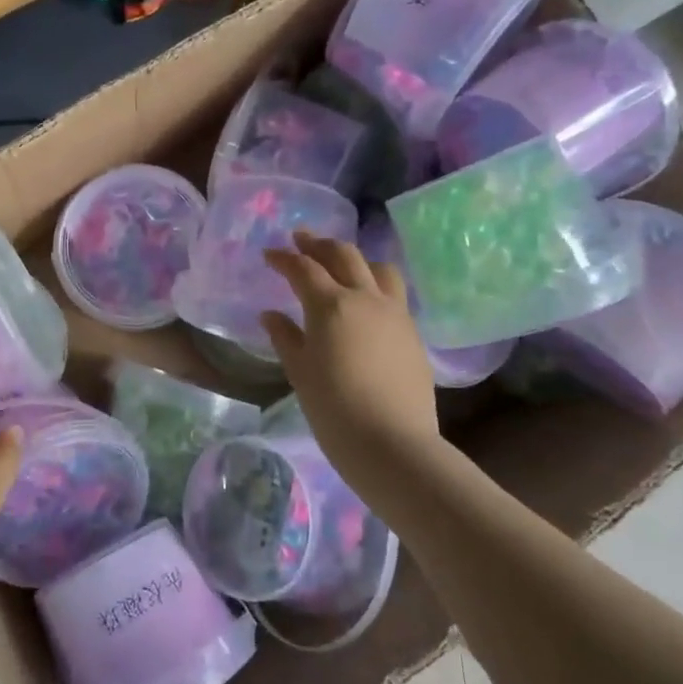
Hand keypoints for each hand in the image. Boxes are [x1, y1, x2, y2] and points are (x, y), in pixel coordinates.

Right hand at [261, 232, 441, 485]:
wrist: (391, 442)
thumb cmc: (334, 409)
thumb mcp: (300, 372)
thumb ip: (286, 337)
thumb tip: (271, 315)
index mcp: (331, 306)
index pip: (304, 269)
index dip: (284, 258)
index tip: (270, 254)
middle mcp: (366, 298)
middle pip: (344, 255)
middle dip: (319, 245)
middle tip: (302, 241)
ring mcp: (395, 313)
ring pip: (378, 268)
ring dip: (355, 258)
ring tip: (341, 265)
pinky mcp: (412, 332)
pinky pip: (393, 293)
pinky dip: (375, 283)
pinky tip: (365, 300)